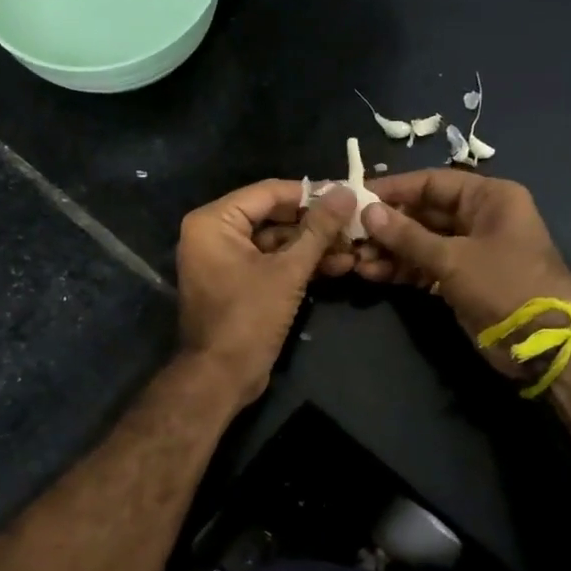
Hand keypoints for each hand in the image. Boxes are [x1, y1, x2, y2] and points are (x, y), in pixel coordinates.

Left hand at [176, 179, 356, 409]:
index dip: (310, 193)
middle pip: (273, 216)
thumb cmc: (248, 318)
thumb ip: (318, 229)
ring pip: (276, 242)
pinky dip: (300, 264)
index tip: (347, 192)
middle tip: (355, 221)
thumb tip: (345, 192)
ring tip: (355, 247)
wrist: (221, 378)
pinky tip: (339, 265)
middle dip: (316, 223)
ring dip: (313, 246)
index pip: (268, 192)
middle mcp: (214, 233)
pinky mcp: (238, 282)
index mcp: (214, 221)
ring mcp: (225, 259)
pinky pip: (271, 262)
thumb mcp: (288, 271)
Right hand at [354, 171, 570, 378]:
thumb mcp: (453, 258)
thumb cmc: (505, 285)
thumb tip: (368, 212)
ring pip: (420, 241)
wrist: (543, 344)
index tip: (357, 197)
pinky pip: (424, 265)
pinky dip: (401, 269)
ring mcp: (469, 250)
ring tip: (355, 258)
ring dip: (389, 250)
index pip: (432, 182)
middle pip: (423, 212)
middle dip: (387, 225)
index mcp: (489, 198)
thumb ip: (408, 236)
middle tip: (350, 233)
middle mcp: (479, 217)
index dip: (394, 189)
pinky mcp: (461, 278)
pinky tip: (371, 273)